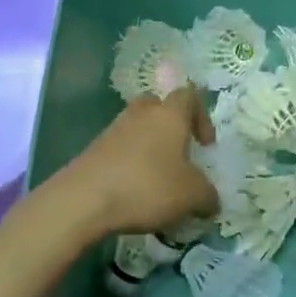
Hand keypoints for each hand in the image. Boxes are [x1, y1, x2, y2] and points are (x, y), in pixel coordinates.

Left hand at [57, 86, 218, 237]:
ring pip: (137, 128)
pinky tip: (134, 192)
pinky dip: (130, 164)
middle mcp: (141, 114)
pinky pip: (120, 149)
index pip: (189, 95)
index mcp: (169, 115)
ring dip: (150, 147)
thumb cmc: (147, 186)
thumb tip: (211, 201)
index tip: (205, 145)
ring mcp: (113, 130)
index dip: (202, 116)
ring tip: (158, 180)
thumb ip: (208, 196)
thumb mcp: (191, 196)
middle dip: (171, 126)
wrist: (84, 199)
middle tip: (179, 154)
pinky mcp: (94, 150)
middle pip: (158, 105)